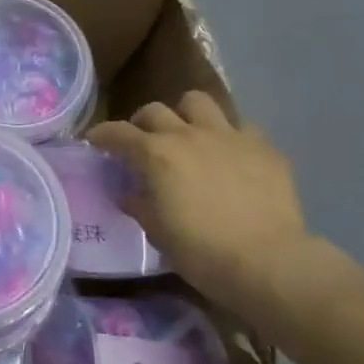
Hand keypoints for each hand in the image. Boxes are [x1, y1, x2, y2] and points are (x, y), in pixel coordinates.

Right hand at [88, 92, 313, 310]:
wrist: (267, 262)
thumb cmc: (201, 251)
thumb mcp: (156, 231)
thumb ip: (139, 204)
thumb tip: (130, 193)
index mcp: (156, 154)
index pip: (118, 133)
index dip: (102, 135)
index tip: (95, 141)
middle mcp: (188, 135)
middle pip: (155, 110)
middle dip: (142, 123)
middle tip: (143, 142)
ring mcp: (229, 136)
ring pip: (199, 102)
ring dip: (186, 115)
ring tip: (188, 135)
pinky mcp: (264, 148)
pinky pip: (241, 128)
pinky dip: (229, 138)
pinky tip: (231, 158)